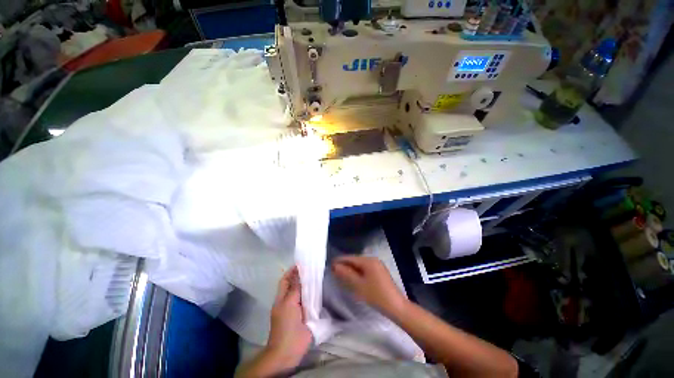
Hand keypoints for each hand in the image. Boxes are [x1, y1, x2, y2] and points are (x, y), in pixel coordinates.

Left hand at [266, 266, 311, 368]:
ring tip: (318, 274)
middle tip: (313, 267)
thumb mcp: (289, 304)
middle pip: (295, 285)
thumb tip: (299, 275)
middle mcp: (290, 300)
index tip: (302, 263)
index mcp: (282, 298)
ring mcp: (298, 308)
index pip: (286, 280)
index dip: (292, 271)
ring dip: (309, 284)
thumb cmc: (286, 326)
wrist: (289, 350)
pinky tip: (321, 289)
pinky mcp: (307, 315)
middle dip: (302, 276)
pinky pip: (311, 301)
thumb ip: (295, 289)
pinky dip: (315, 294)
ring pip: (304, 292)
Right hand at [332, 255, 407, 316]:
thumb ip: (346, 274)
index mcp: (368, 260)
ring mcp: (377, 266)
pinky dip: (358, 273)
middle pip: (355, 260)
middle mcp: (373, 260)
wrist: (396, 306)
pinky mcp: (380, 272)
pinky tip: (353, 278)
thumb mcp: (358, 285)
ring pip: (360, 265)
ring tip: (340, 275)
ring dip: (351, 270)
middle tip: (333, 271)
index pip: (350, 258)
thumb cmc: (376, 295)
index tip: (330, 264)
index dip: (340, 261)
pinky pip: (365, 269)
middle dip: (345, 265)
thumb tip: (335, 266)